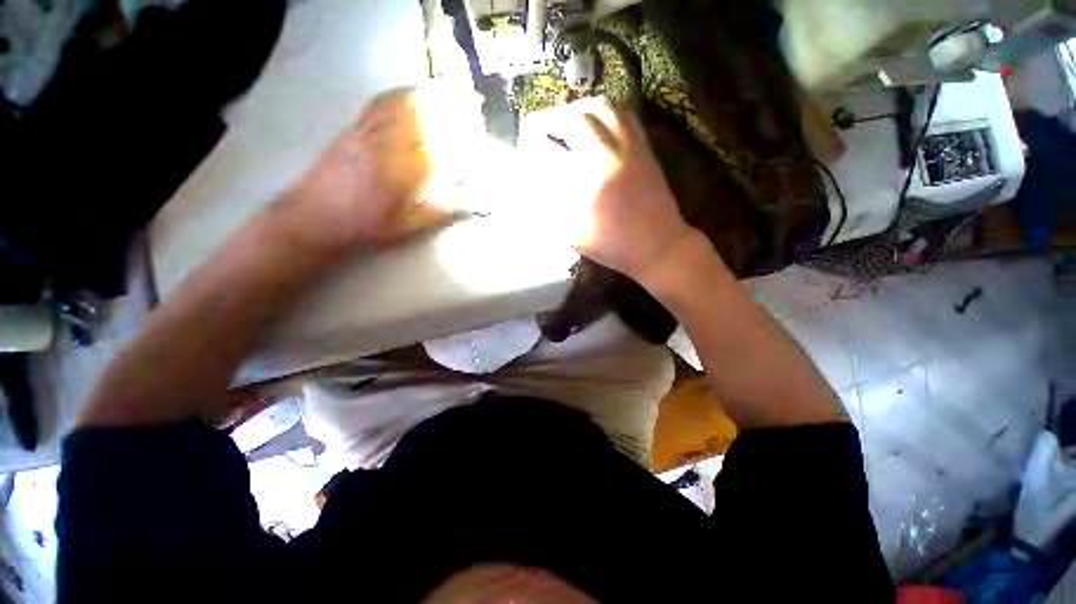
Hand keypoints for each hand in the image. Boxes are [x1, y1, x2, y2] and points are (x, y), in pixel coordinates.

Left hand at [280, 85, 484, 256]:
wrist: (313, 217)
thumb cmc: (363, 227)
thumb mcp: (405, 229)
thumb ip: (436, 215)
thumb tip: (465, 205)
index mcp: (401, 174)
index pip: (436, 146)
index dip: (459, 133)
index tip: (477, 127)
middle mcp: (385, 147)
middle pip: (421, 118)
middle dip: (448, 105)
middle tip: (470, 98)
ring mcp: (367, 135)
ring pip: (400, 107)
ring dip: (426, 95)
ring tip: (447, 87)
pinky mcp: (352, 130)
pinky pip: (377, 105)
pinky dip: (397, 95)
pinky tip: (408, 91)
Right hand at [514, 97, 695, 281]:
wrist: (659, 245)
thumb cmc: (614, 245)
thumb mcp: (575, 233)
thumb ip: (553, 206)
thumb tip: (536, 182)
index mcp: (589, 179)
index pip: (553, 149)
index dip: (534, 143)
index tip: (524, 144)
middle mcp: (609, 154)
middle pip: (577, 117)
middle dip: (553, 118)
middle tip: (540, 128)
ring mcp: (630, 147)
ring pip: (603, 107)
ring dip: (579, 108)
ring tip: (565, 119)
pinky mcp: (645, 148)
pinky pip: (624, 115)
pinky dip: (605, 111)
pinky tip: (596, 122)